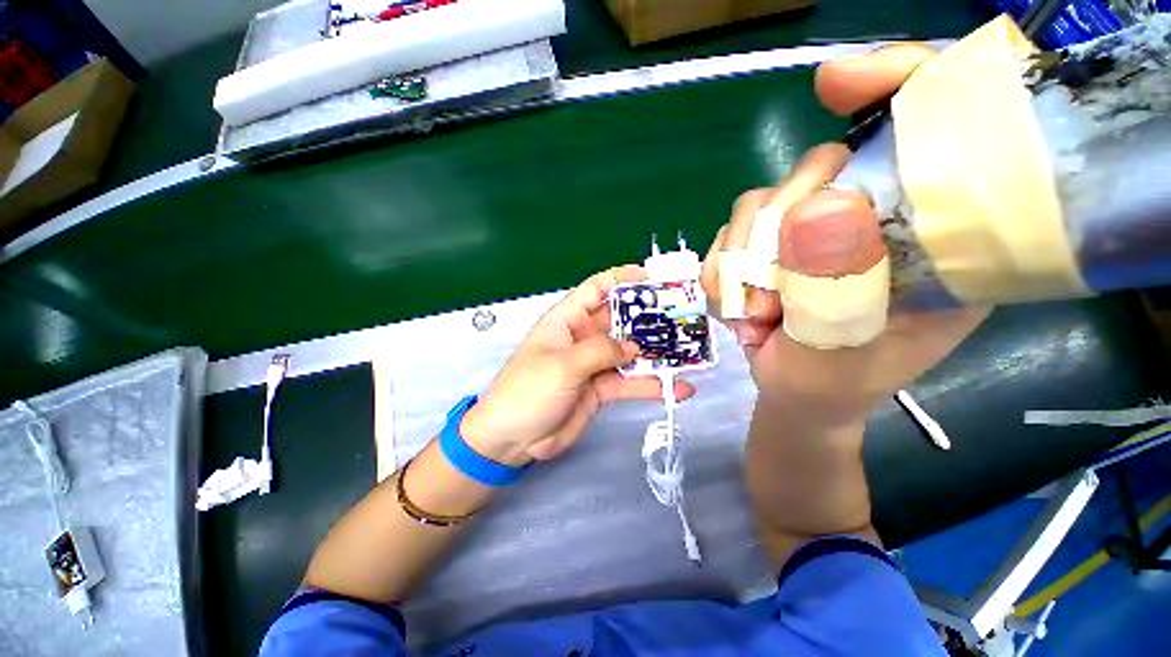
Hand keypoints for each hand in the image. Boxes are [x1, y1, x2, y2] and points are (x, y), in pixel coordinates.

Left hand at [461, 265, 695, 464]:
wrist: (513, 440)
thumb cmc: (528, 391)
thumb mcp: (563, 365)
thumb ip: (601, 351)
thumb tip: (635, 346)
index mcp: (568, 320)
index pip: (597, 289)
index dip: (623, 279)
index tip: (653, 278)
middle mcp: (584, 337)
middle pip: (621, 320)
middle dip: (650, 318)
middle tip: (683, 317)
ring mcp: (595, 364)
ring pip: (631, 352)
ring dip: (657, 354)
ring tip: (689, 353)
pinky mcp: (602, 389)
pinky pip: (631, 383)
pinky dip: (652, 385)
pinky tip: (679, 389)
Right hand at [700, 44, 987, 425]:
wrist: (795, 397)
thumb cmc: (835, 384)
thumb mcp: (844, 348)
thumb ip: (834, 287)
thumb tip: (812, 208)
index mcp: (931, 233)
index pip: (933, 126)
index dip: (895, 85)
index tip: (837, 85)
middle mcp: (871, 216)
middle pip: (814, 167)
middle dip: (774, 230)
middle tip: (772, 298)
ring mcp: (812, 229)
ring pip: (757, 203)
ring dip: (739, 265)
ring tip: (753, 316)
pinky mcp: (770, 243)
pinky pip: (728, 235)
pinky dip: (721, 273)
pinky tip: (736, 308)